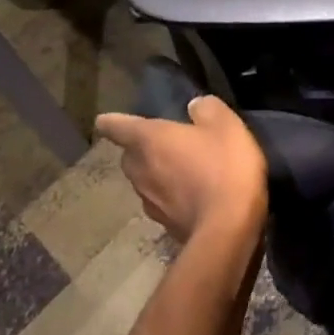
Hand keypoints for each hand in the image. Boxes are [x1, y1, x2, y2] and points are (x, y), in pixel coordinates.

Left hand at [94, 95, 268, 243]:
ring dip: (156, 172)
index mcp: (149, 140)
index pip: (116, 127)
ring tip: (181, 167)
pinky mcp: (164, 224)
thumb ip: (206, 109)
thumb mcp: (224, 124)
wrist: (229, 228)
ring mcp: (149, 201)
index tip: (104, 121)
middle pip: (129, 156)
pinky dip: (170, 195)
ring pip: (143, 180)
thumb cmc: (224, 166)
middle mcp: (140, 170)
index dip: (111, 122)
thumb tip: (194, 107)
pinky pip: (160, 201)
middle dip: (140, 148)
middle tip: (163, 141)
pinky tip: (192, 193)